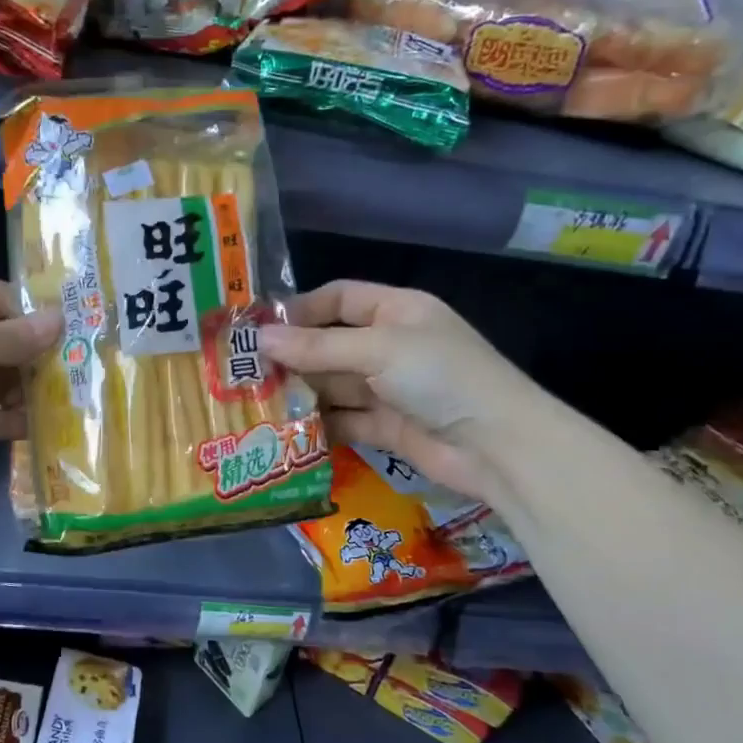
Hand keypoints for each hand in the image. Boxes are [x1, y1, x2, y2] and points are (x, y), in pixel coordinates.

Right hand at [259, 280, 534, 495]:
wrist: (497, 445)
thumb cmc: (439, 376)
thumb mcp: (377, 349)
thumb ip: (318, 346)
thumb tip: (260, 339)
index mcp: (396, 311)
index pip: (340, 297)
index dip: (301, 309)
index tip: (259, 329)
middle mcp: (391, 345)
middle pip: (331, 344)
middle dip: (293, 358)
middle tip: (245, 373)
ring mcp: (390, 388)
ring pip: (334, 385)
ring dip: (301, 393)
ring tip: (255, 403)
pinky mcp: (387, 427)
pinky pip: (345, 420)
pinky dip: (320, 425)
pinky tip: (285, 432)